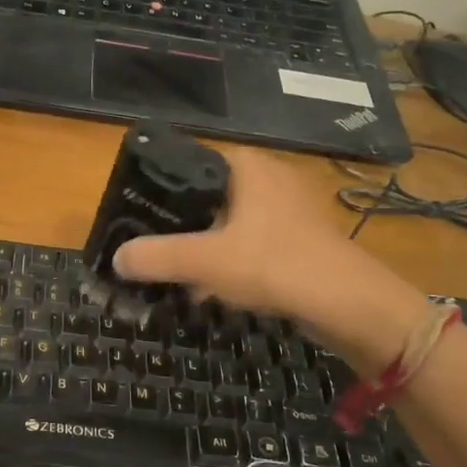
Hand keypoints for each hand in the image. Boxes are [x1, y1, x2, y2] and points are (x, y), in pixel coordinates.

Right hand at [112, 148, 429, 368]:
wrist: (349, 304)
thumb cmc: (274, 264)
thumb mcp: (205, 260)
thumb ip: (156, 256)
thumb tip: (117, 258)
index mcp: (246, 165)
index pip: (188, 162)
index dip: (158, 188)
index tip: (135, 217)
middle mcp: (267, 177)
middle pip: (205, 197)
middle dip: (179, 227)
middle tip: (151, 252)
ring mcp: (287, 207)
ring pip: (228, 224)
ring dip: (203, 249)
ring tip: (176, 275)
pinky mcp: (299, 238)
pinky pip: (250, 243)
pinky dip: (229, 262)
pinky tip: (212, 291)